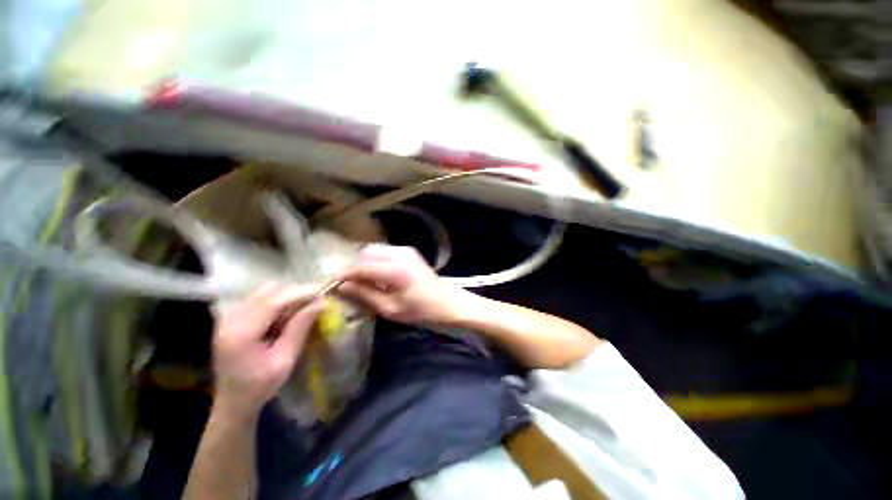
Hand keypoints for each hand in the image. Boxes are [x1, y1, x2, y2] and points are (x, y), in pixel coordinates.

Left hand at [212, 286, 323, 418]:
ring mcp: (227, 317)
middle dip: (295, 292)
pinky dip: (276, 300)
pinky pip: (258, 298)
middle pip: (268, 292)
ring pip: (263, 292)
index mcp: (241, 333)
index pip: (274, 301)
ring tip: (304, 306)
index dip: (300, 292)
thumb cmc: (260, 386)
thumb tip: (321, 302)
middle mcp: (230, 319)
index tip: (323, 292)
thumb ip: (300, 328)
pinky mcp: (230, 318)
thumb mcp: (285, 360)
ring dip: (286, 295)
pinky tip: (286, 313)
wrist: (232, 402)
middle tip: (316, 299)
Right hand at [338, 244, 475, 326]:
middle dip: (354, 268)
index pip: (360, 266)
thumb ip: (364, 295)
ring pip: (373, 250)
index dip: (342, 275)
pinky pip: (384, 252)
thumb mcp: (391, 309)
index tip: (329, 285)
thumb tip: (340, 286)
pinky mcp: (408, 251)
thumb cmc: (422, 311)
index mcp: (395, 269)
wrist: (448, 303)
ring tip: (365, 283)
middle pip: (365, 253)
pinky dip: (376, 262)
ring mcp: (405, 249)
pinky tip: (379, 278)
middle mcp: (399, 253)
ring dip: (365, 264)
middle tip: (350, 286)